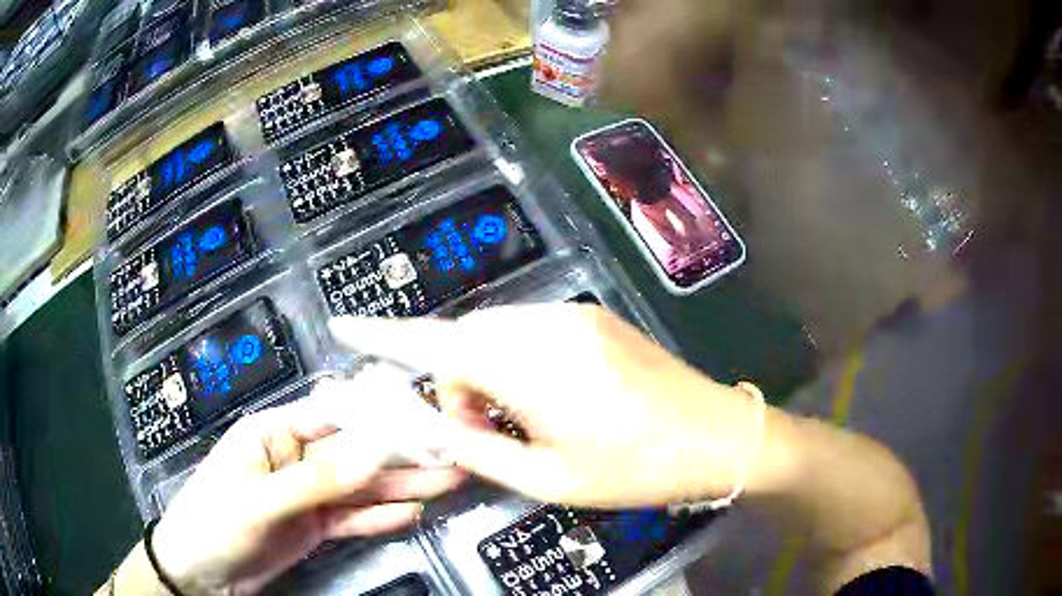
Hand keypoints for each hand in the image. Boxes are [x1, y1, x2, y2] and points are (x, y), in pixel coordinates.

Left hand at [151, 396, 464, 594]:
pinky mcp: (315, 525)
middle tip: (454, 455)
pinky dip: (382, 517)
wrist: (200, 571)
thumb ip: (316, 480)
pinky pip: (354, 518)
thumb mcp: (261, 501)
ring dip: (403, 487)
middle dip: (404, 456)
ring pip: (362, 488)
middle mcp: (296, 458)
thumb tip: (374, 452)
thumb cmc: (215, 522)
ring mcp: (308, 494)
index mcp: (275, 433)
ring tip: (450, 482)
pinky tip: (413, 514)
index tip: (427, 423)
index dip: (381, 419)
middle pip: (357, 455)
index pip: (335, 418)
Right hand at [330, 305, 764, 508]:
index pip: (435, 342)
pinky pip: (529, 330)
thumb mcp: (548, 478)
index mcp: (530, 366)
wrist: (715, 435)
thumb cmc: (633, 469)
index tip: (344, 325)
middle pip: (465, 339)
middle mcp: (545, 324)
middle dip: (455, 382)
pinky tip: (547, 399)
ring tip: (519, 422)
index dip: (383, 334)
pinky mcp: (593, 317)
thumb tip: (435, 427)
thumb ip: (479, 450)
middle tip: (479, 432)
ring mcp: (573, 314)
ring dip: (487, 372)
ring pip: (496, 333)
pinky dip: (515, 361)